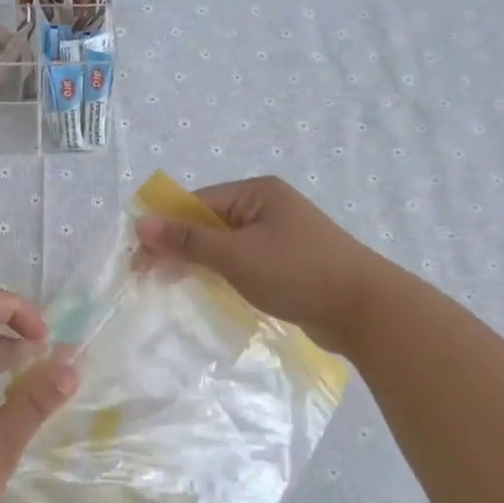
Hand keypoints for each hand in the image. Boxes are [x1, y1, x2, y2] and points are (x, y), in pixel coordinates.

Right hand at [135, 175, 381, 353]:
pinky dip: (221, 274)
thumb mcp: (237, 255)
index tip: (138, 257)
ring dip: (198, 262)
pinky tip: (206, 290)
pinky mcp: (286, 263)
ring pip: (224, 245)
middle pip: (208, 222)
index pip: (197, 203)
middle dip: (178, 246)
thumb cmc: (298, 272)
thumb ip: (188, 241)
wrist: (365, 310)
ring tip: (170, 284)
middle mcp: (267, 207)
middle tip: (147, 275)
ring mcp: (278, 236)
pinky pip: (242, 262)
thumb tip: (141, 223)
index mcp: (257, 193)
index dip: (165, 228)